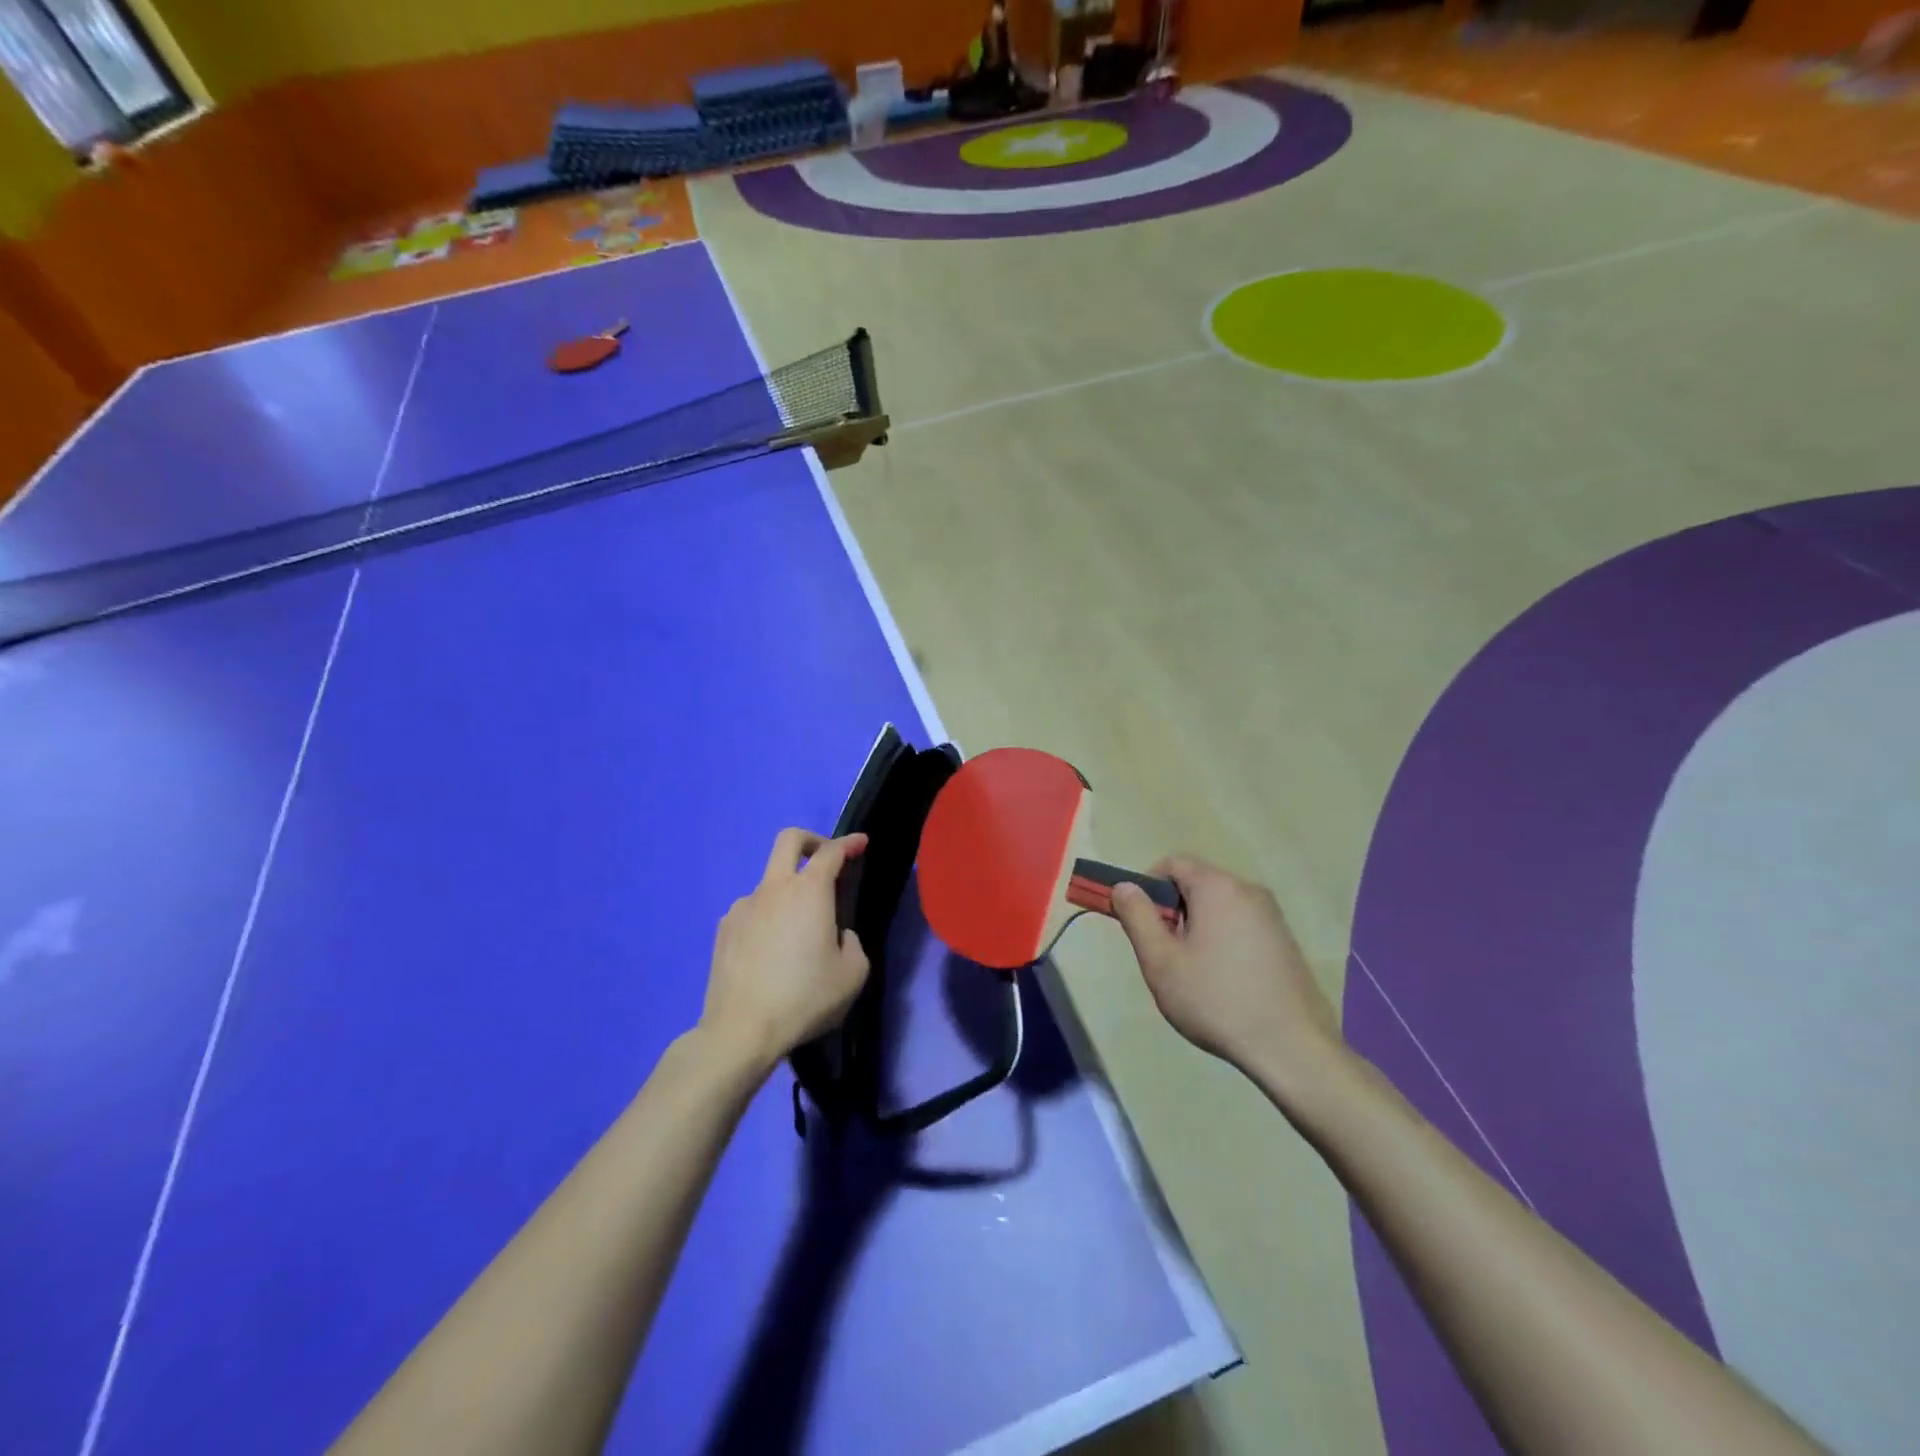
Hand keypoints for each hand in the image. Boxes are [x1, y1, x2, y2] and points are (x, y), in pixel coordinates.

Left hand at [699, 829, 869, 1074]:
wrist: (741, 1030)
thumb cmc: (805, 998)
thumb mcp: (853, 975)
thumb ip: (852, 943)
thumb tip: (837, 935)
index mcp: (809, 892)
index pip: (832, 852)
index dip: (849, 843)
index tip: (861, 843)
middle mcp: (774, 889)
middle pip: (789, 840)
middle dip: (812, 840)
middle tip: (826, 859)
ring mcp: (743, 907)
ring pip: (769, 882)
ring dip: (788, 891)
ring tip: (797, 933)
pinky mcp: (724, 929)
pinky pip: (752, 911)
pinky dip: (767, 918)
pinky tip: (771, 951)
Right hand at [1110, 856, 1342, 1082]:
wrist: (1292, 1048)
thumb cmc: (1216, 1000)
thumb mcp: (1161, 961)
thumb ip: (1137, 917)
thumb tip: (1124, 886)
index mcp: (1218, 888)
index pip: (1172, 863)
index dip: (1148, 887)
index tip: (1142, 925)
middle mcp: (1248, 890)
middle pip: (1197, 884)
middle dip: (1174, 911)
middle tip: (1166, 955)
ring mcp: (1272, 916)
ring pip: (1219, 907)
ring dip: (1198, 928)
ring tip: (1194, 974)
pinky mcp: (1285, 940)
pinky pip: (1241, 924)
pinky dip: (1223, 940)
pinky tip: (1225, 983)